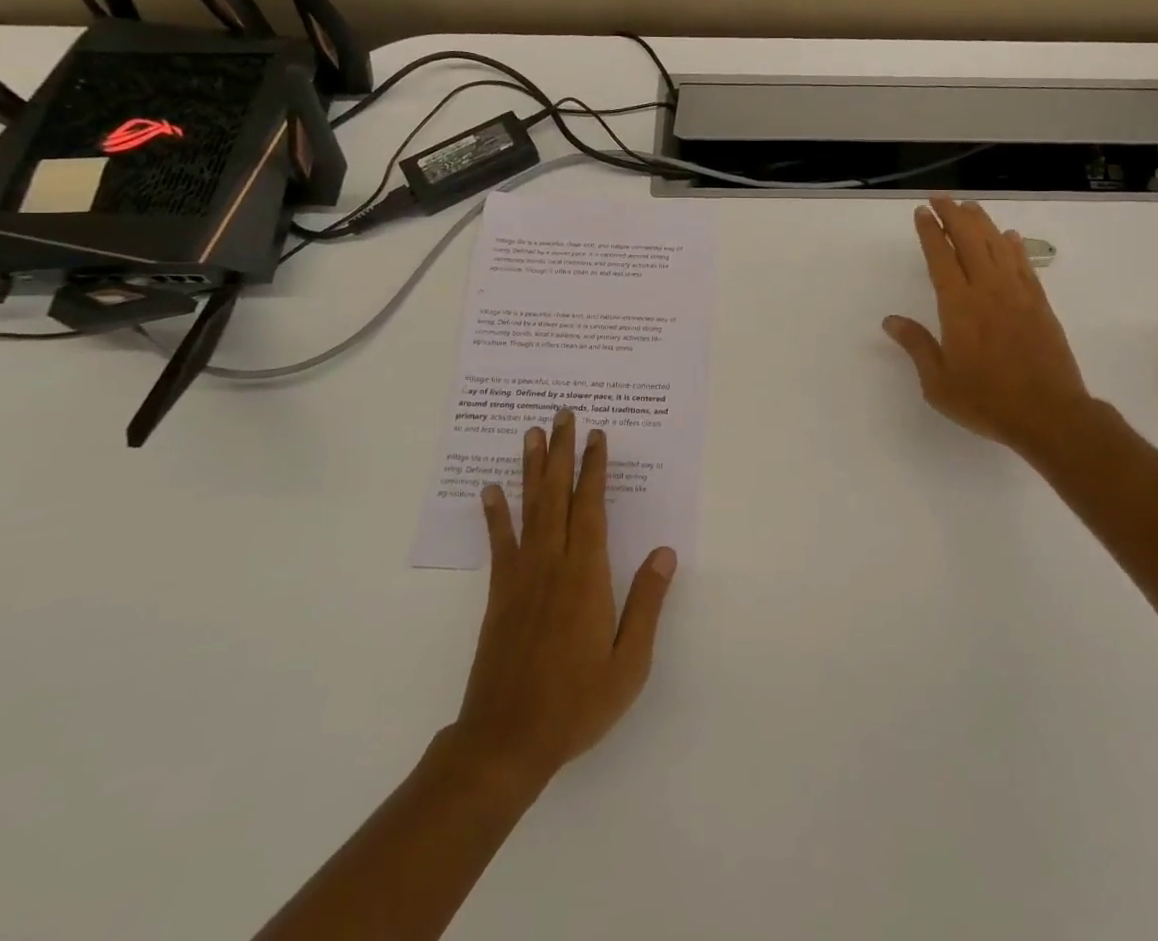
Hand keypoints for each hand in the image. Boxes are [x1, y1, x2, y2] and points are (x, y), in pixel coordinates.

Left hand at [450, 410, 676, 789]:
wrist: (506, 742)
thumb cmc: (576, 703)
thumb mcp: (629, 662)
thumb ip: (647, 603)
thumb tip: (666, 552)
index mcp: (586, 576)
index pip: (591, 508)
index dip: (594, 469)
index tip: (597, 436)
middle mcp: (552, 564)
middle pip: (558, 495)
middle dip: (562, 452)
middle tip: (562, 415)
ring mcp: (521, 577)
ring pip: (529, 509)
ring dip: (531, 469)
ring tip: (531, 434)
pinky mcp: (499, 594)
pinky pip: (499, 543)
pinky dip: (495, 514)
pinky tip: (491, 490)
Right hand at [883, 196, 1099, 463]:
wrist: (1049, 415)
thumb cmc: (987, 401)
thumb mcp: (939, 383)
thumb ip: (917, 346)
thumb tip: (891, 321)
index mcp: (959, 307)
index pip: (941, 257)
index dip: (930, 231)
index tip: (921, 212)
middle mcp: (988, 290)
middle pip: (969, 240)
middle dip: (953, 215)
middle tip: (940, 198)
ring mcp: (1018, 294)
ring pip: (998, 246)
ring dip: (982, 222)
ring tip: (969, 206)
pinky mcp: (1040, 304)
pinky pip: (1025, 265)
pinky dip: (1014, 246)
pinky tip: (1009, 236)